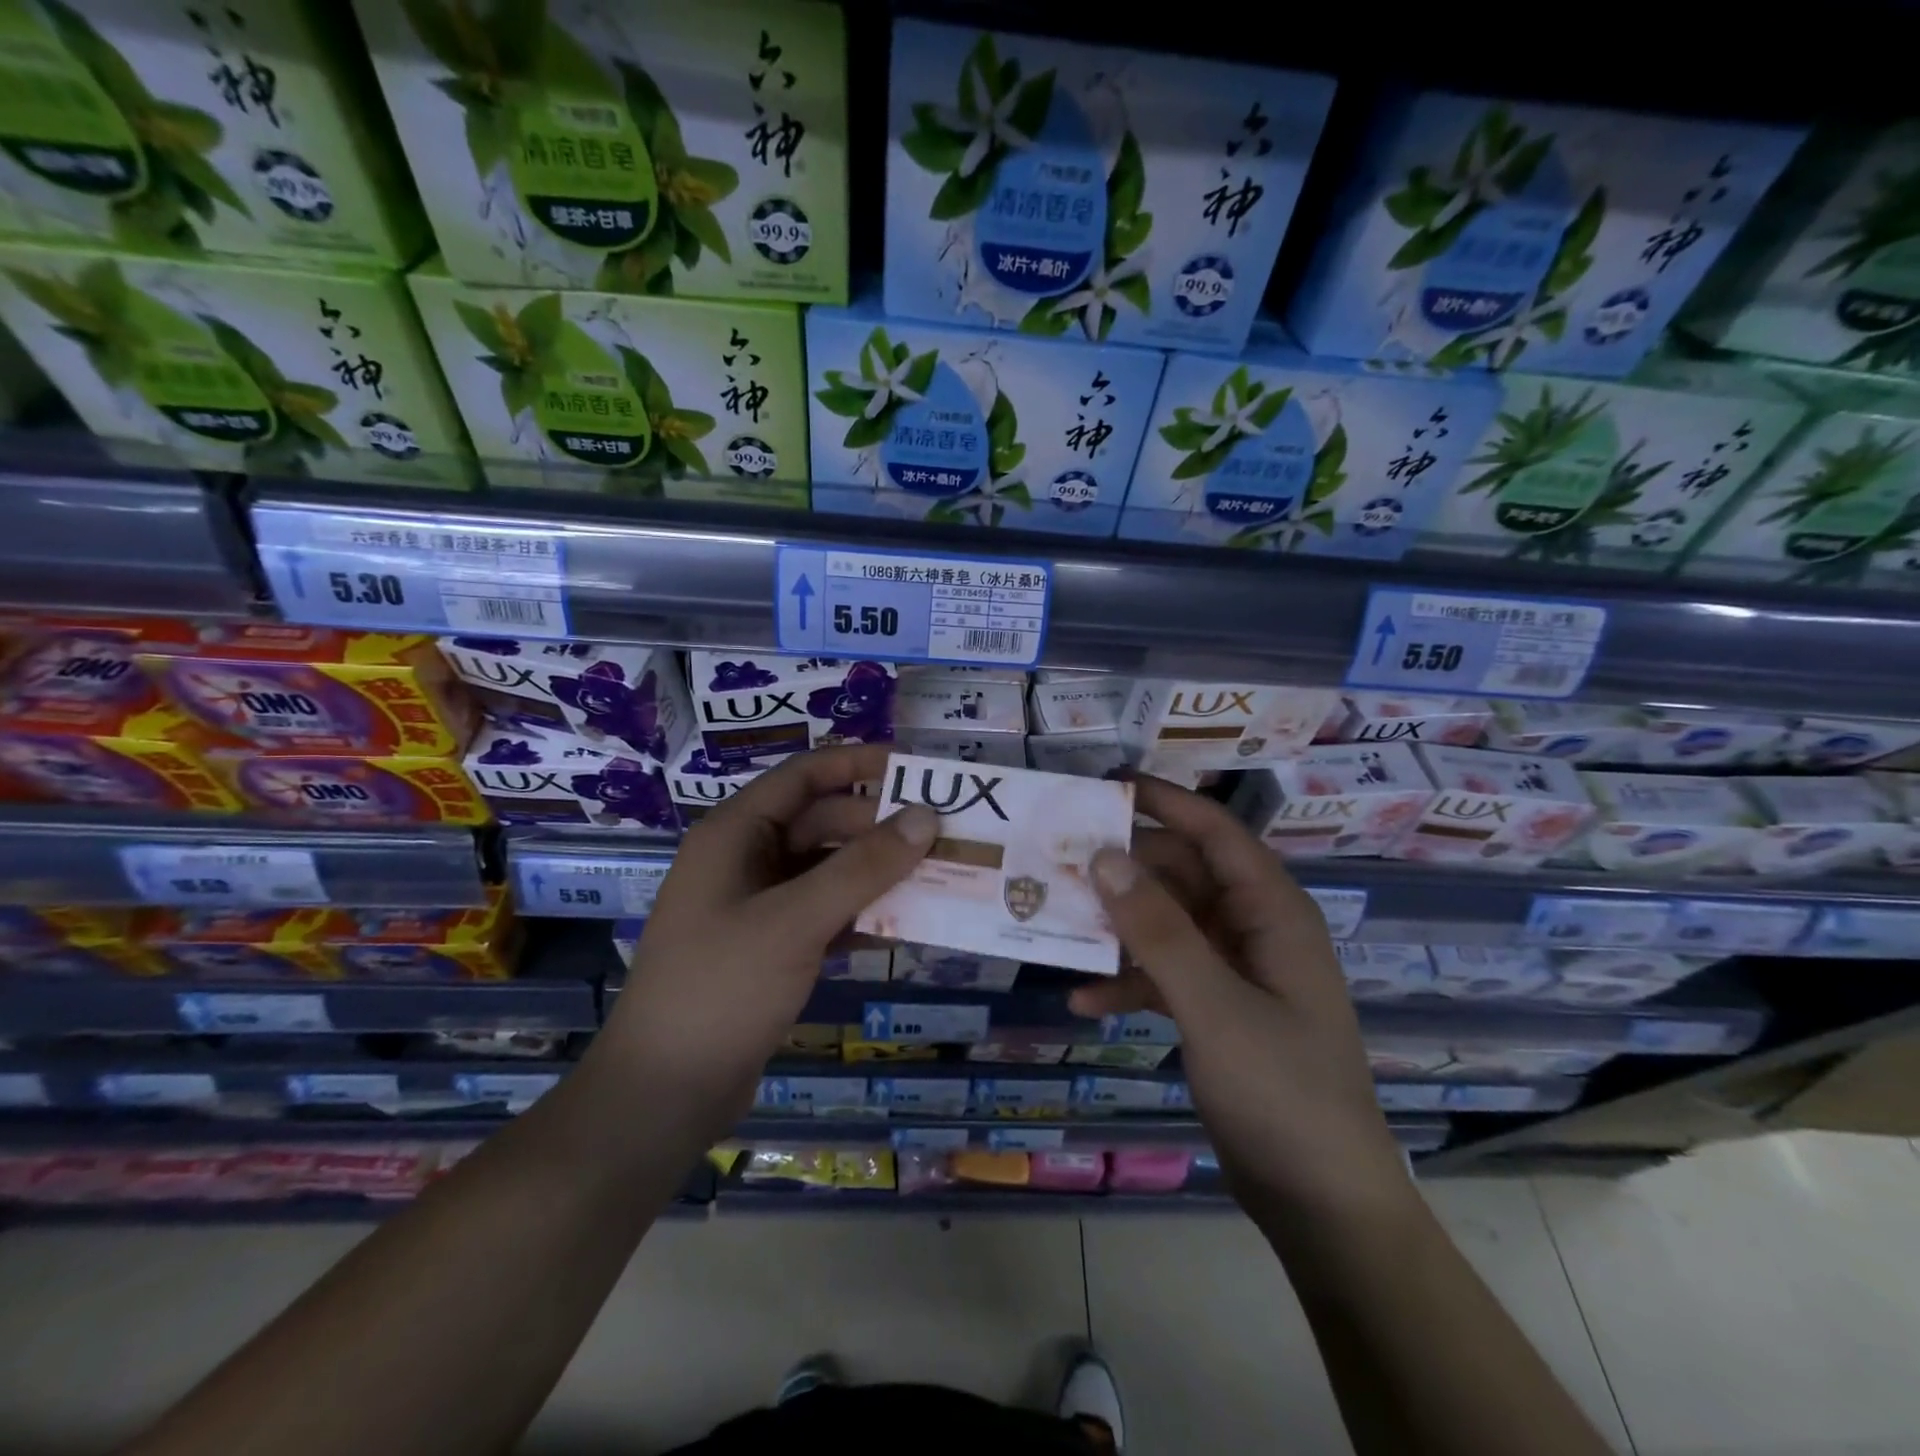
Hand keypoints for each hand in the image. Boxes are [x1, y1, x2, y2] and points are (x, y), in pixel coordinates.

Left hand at [600, 744, 935, 1138]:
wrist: (664, 1093)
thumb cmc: (721, 989)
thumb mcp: (795, 921)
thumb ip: (862, 867)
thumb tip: (926, 817)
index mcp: (734, 833)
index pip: (804, 776)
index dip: (858, 763)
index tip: (916, 767)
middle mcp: (744, 860)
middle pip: (822, 823)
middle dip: (879, 828)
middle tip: (943, 835)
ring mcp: (757, 906)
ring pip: (827, 871)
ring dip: (876, 874)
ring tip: (937, 877)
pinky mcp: (770, 947)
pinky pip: (825, 913)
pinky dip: (861, 915)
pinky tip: (904, 928)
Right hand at [1073, 775, 1410, 1223]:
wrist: (1322, 1203)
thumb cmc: (1281, 1092)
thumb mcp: (1213, 1005)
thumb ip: (1157, 930)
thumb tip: (1104, 856)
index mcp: (1272, 912)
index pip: (1215, 831)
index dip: (1164, 801)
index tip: (1106, 785)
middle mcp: (1254, 929)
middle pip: (1183, 874)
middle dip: (1125, 868)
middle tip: (1060, 862)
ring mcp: (1235, 970)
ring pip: (1167, 923)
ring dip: (1118, 925)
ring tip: (1058, 923)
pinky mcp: (1217, 1008)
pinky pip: (1165, 974)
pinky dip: (1127, 980)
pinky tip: (1083, 1002)